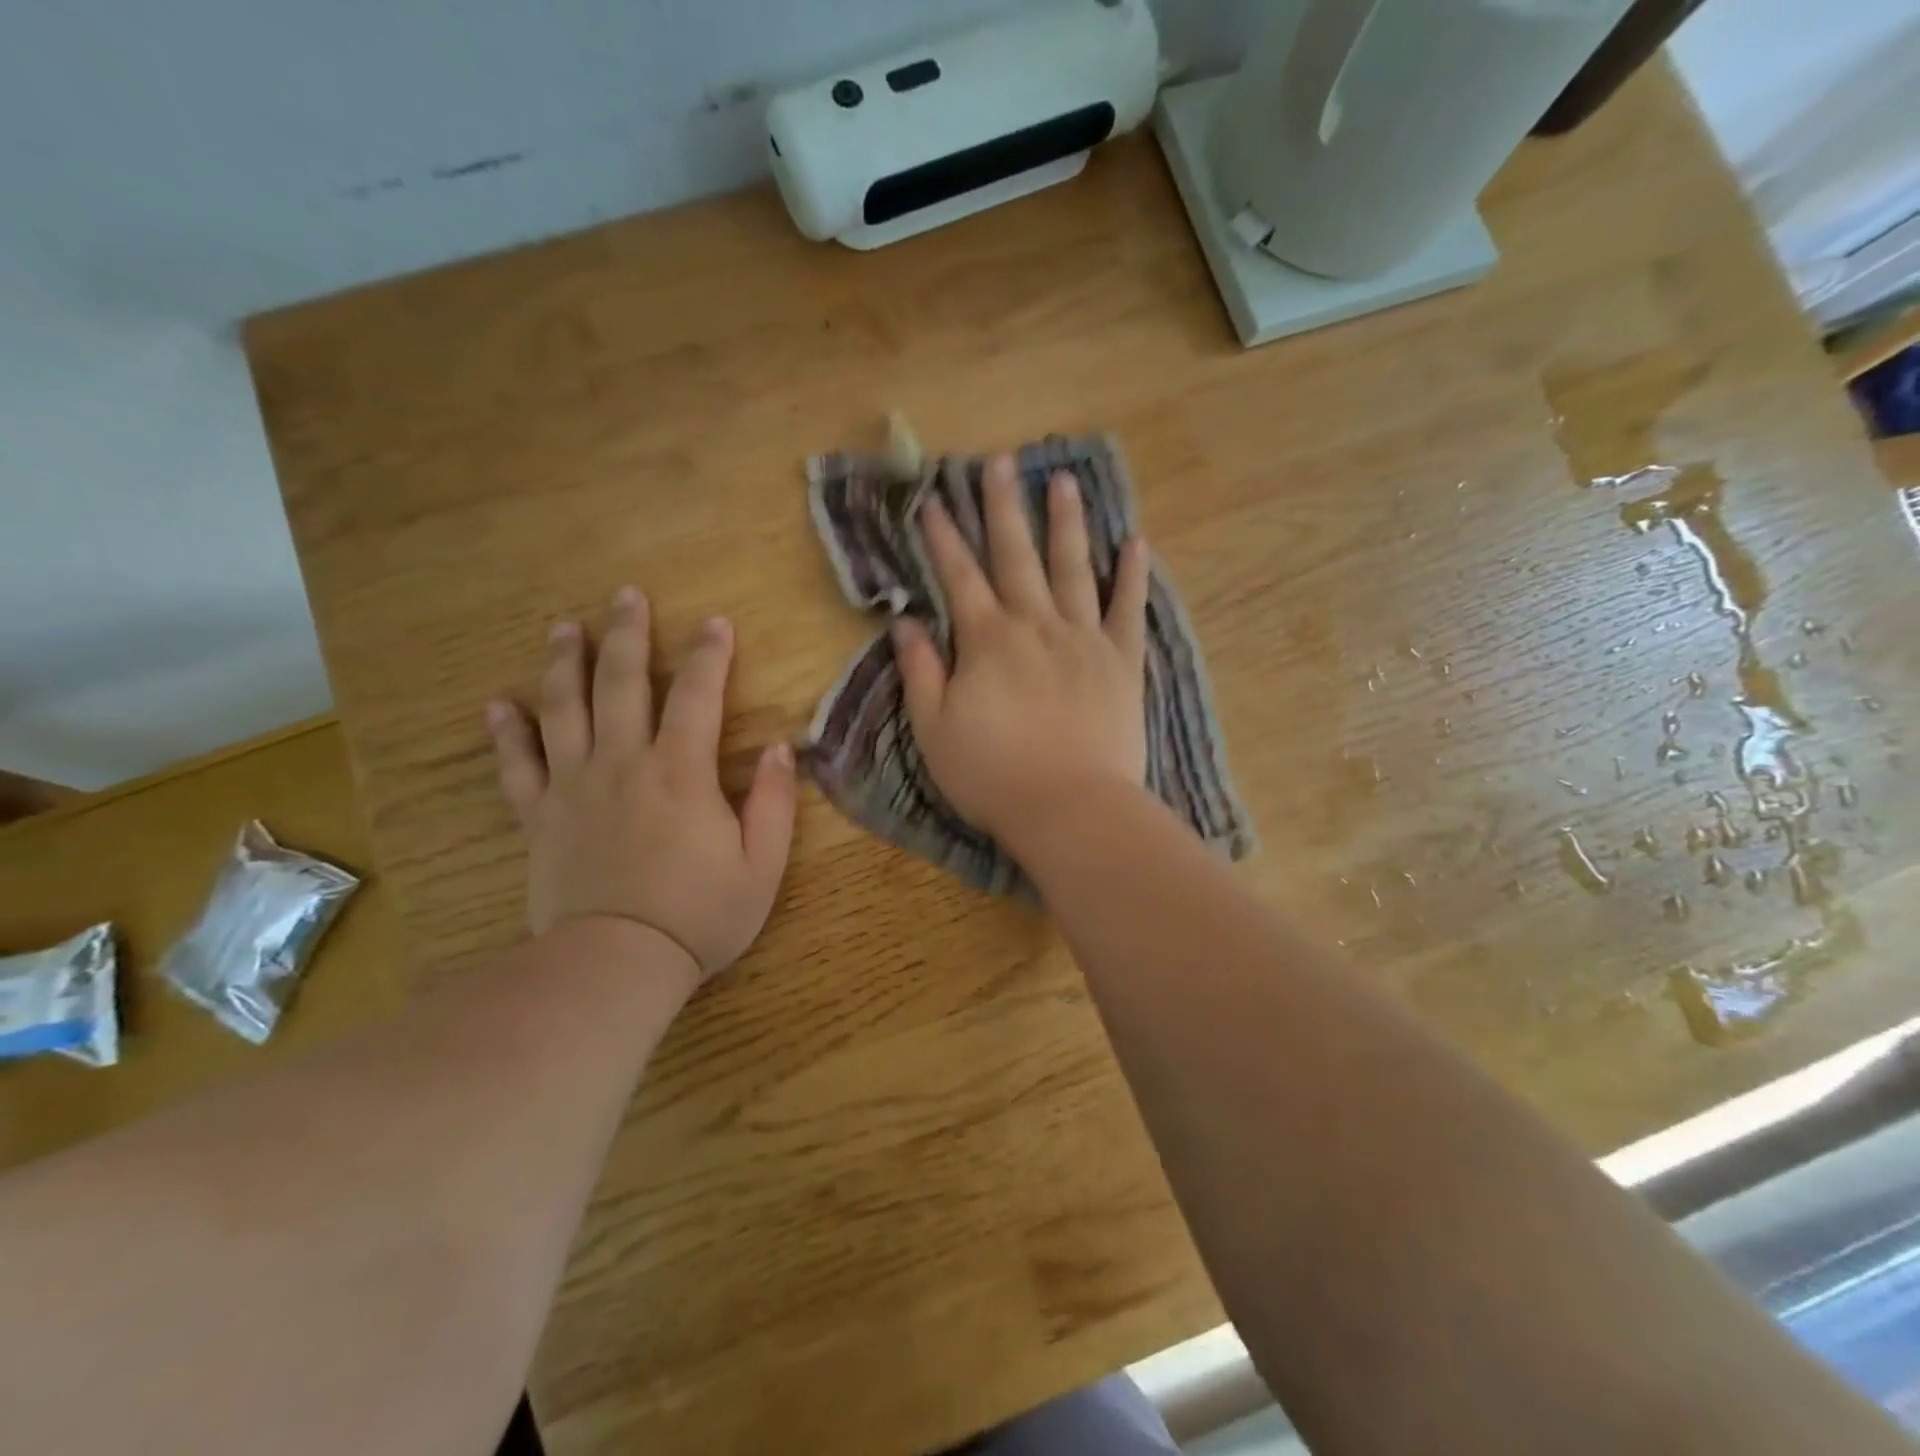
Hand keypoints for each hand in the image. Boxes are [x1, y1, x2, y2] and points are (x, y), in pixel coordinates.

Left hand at [486, 588, 795, 982]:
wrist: (615, 965)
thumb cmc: (699, 916)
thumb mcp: (761, 865)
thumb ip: (773, 802)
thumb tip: (780, 748)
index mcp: (681, 773)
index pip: (698, 696)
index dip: (710, 655)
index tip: (716, 623)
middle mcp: (624, 764)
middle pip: (623, 684)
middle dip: (628, 635)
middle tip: (626, 596)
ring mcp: (574, 788)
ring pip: (565, 710)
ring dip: (566, 664)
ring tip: (566, 629)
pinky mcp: (540, 818)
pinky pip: (518, 766)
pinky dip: (507, 734)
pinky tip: (500, 705)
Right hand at [892, 455, 1149, 847]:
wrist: (1070, 809)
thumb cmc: (993, 776)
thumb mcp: (934, 730)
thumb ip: (921, 672)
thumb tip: (905, 623)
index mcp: (988, 641)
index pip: (959, 577)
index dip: (943, 537)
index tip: (933, 500)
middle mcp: (1036, 625)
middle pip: (1017, 556)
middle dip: (1003, 508)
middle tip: (1000, 462)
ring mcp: (1084, 640)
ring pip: (1073, 568)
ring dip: (1066, 523)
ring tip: (1063, 481)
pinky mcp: (1122, 662)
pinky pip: (1129, 610)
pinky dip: (1133, 576)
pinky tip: (1136, 543)